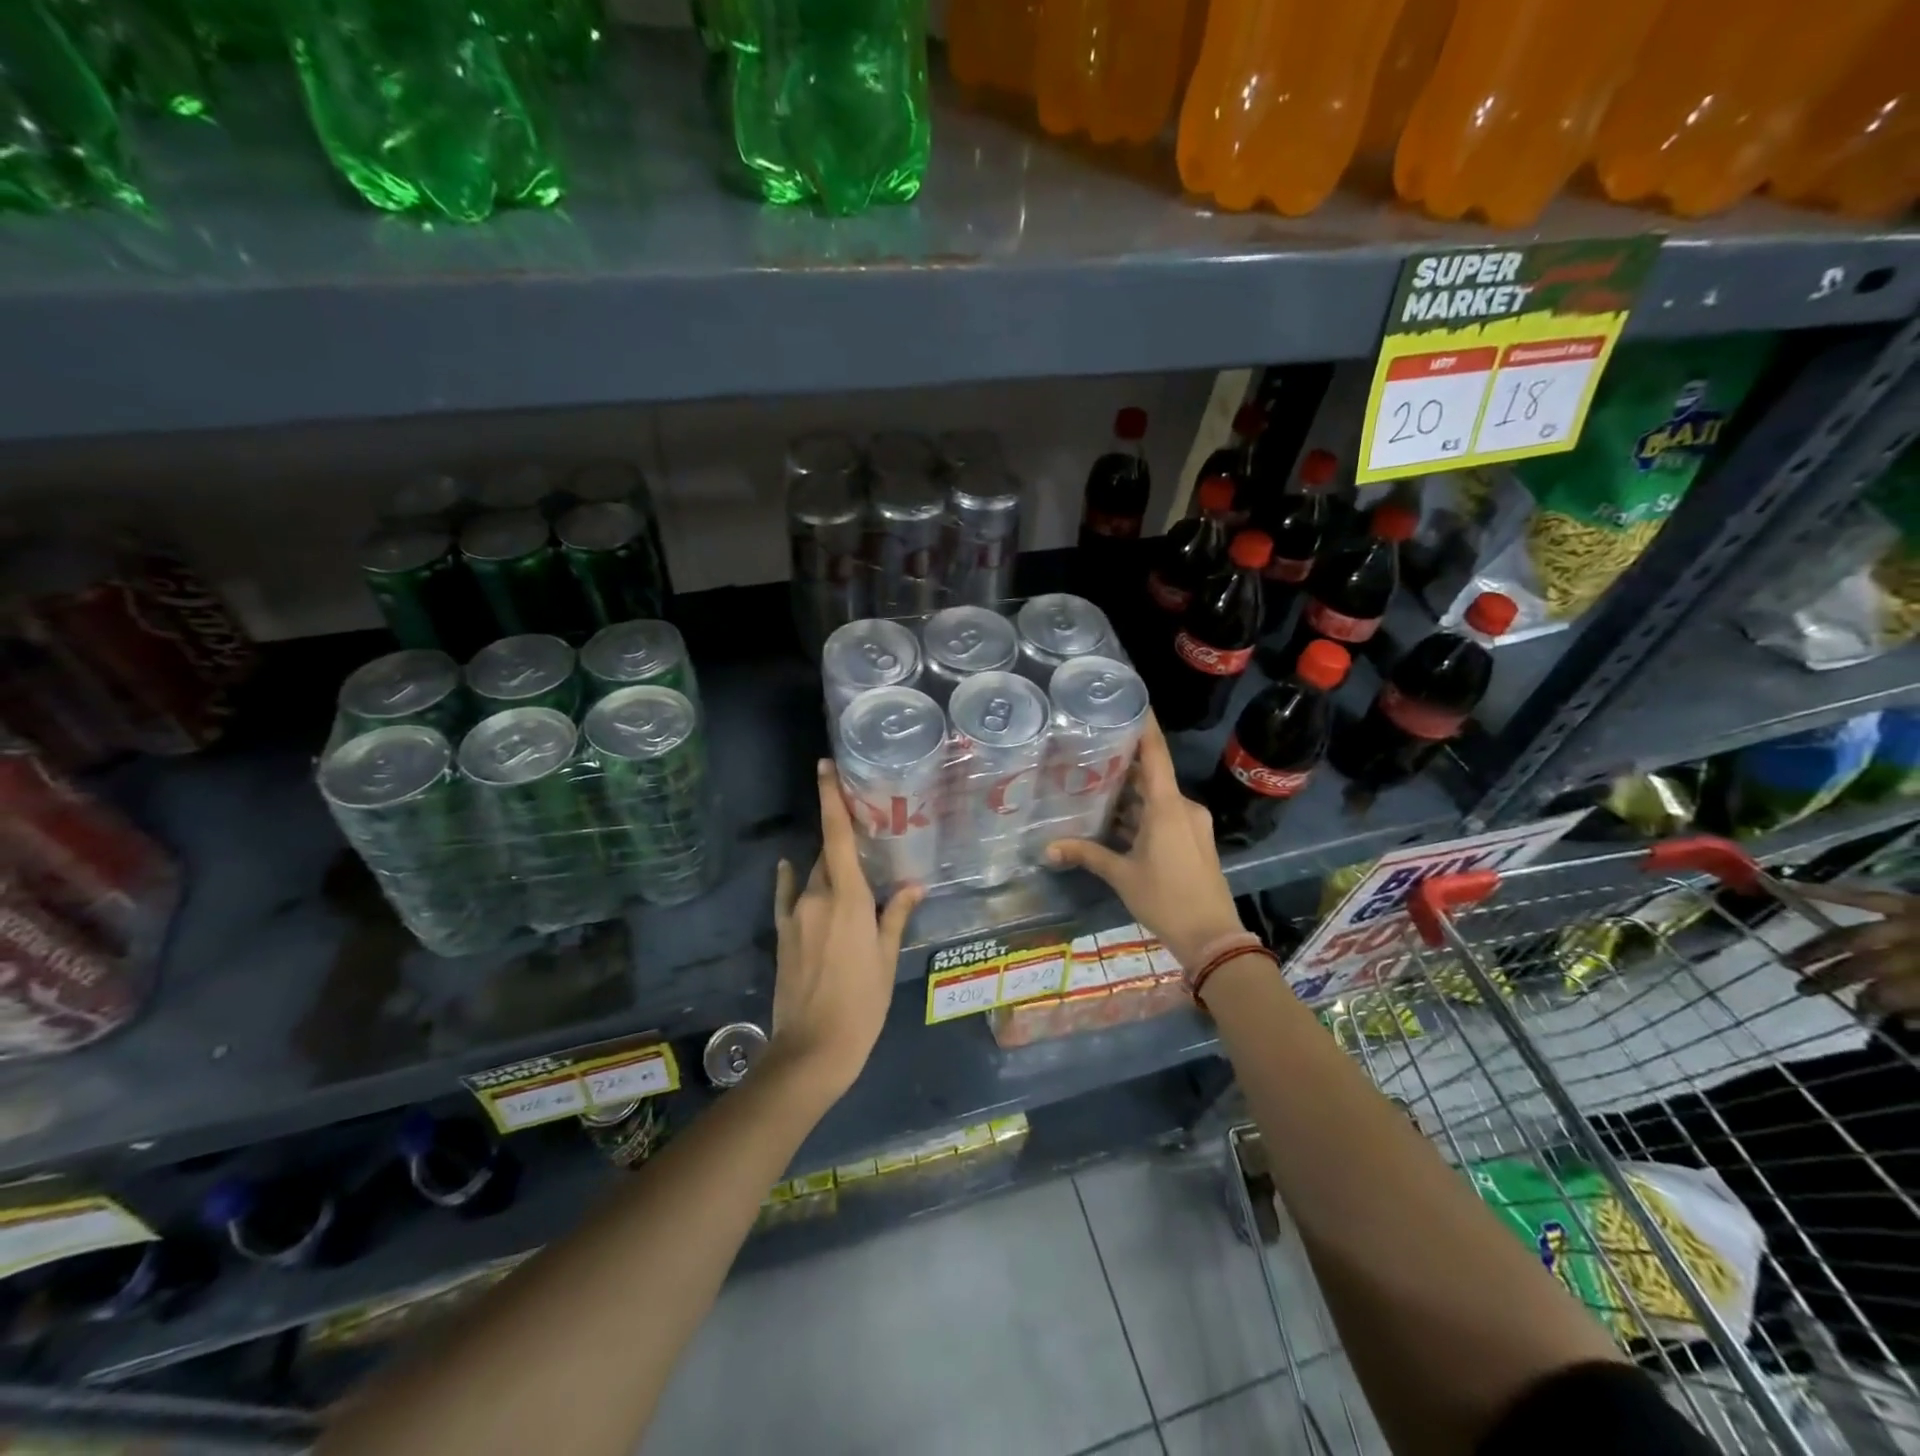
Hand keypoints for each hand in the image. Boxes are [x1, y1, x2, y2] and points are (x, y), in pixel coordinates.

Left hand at [769, 760, 924, 1099]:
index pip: (838, 836)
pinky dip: (791, 880)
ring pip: (813, 877)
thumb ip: (897, 915)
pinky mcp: (782, 935)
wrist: (812, 1049)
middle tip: (866, 839)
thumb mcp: (887, 958)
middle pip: (829, 857)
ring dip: (828, 870)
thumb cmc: (862, 1002)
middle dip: (844, 845)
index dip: (831, 798)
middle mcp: (818, 897)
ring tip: (849, 873)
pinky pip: (787, 897)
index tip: (824, 766)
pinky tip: (789, 867)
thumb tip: (914, 885)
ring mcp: (795, 915)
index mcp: (848, 899)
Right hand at [1045, 714, 1242, 969]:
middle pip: (1152, 776)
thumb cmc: (1165, 898)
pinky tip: (1115, 818)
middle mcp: (1184, 807)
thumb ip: (1086, 855)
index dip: (1145, 726)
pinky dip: (1142, 813)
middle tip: (1091, 748)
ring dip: (1131, 794)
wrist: (1211, 936)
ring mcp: (1192, 824)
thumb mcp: (1121, 875)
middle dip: (1124, 764)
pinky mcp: (1194, 840)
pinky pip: (1165, 815)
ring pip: (1157, 798)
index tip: (1132, 701)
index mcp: (1168, 806)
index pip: (1156, 754)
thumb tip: (1047, 848)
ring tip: (1094, 782)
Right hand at [1787, 881, 1919, 1015]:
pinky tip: (1788, 889)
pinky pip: (1864, 896)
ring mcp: (1912, 923)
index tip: (1859, 1015)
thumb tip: (1904, 1021)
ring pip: (1854, 937)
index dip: (1869, 1004)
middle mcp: (1916, 949)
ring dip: (1819, 948)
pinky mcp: (1913, 904)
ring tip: (1791, 961)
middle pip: (1865, 966)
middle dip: (1832, 979)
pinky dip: (1826, 892)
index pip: (1888, 993)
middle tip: (1802, 989)